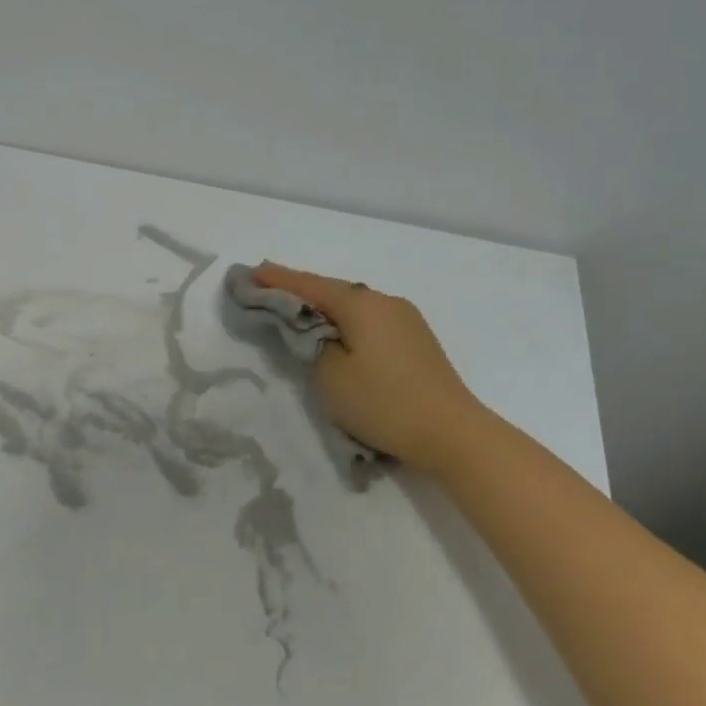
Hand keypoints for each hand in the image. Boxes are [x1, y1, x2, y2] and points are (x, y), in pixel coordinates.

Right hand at [253, 263, 482, 470]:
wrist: (452, 433)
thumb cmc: (384, 402)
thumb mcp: (330, 375)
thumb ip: (313, 343)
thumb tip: (315, 330)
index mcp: (362, 304)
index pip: (310, 285)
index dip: (279, 280)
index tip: (252, 272)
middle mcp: (385, 302)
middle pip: (333, 291)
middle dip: (301, 291)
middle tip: (269, 292)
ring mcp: (406, 320)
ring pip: (354, 307)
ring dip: (325, 308)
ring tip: (299, 314)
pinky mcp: (417, 341)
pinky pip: (371, 322)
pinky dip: (347, 323)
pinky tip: (338, 334)